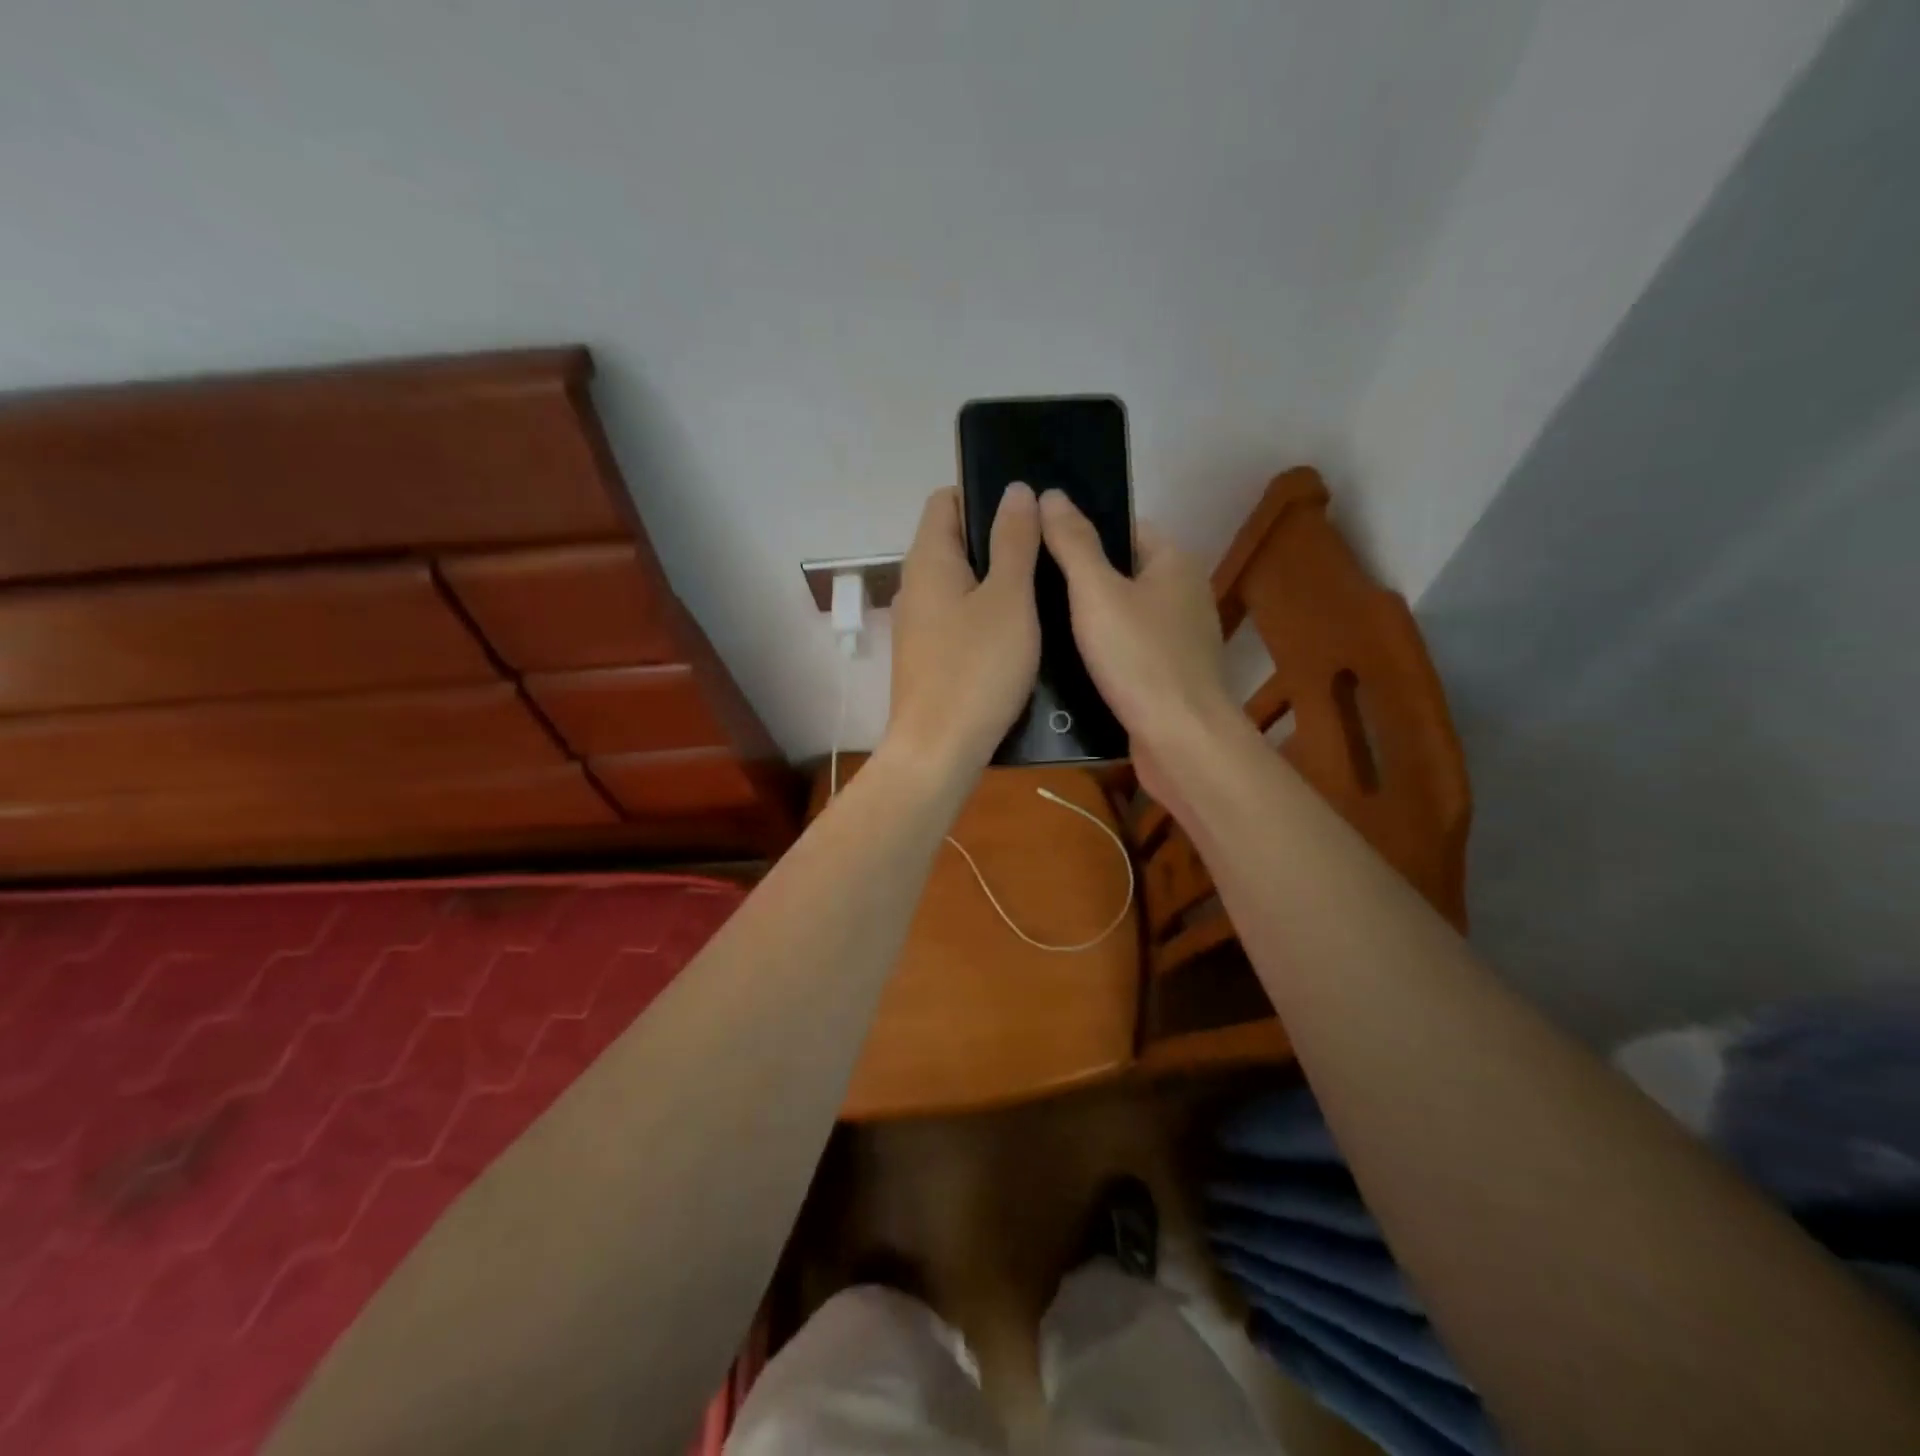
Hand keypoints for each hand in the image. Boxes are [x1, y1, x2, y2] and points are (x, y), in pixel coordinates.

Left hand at [886, 484, 1040, 773]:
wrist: (938, 751)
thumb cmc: (976, 669)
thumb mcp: (1009, 599)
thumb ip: (1014, 542)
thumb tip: (1015, 490)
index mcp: (928, 560)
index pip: (946, 500)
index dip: (985, 495)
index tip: (1029, 511)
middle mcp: (915, 586)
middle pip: (954, 541)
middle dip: (999, 539)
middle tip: (1048, 551)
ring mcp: (919, 625)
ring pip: (961, 584)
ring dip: (997, 581)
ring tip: (1045, 590)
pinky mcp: (929, 658)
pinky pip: (960, 619)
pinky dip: (987, 615)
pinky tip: (1021, 633)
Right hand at [1038, 489, 1244, 802]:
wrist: (1180, 740)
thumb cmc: (1139, 658)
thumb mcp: (1097, 593)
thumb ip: (1073, 543)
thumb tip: (1051, 495)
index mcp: (1174, 563)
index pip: (1125, 528)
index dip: (1083, 532)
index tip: (1040, 545)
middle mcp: (1183, 595)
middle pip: (1121, 573)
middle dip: (1078, 580)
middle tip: (1028, 587)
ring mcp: (1178, 639)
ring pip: (1122, 616)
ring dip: (1086, 621)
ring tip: (1036, 623)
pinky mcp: (1168, 676)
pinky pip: (1127, 651)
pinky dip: (1100, 654)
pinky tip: (1064, 664)